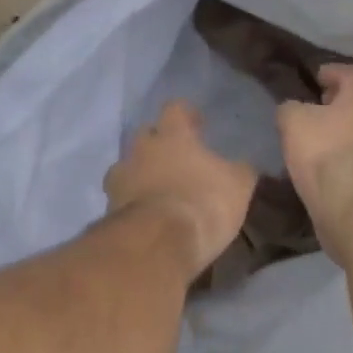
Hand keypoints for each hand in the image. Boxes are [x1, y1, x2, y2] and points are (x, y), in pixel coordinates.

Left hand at [104, 102, 256, 281]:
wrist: (158, 244)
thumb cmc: (204, 202)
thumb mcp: (238, 186)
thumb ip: (239, 170)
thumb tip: (244, 165)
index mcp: (172, 134)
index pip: (175, 108)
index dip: (187, 116)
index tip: (197, 126)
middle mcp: (141, 148)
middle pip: (146, 135)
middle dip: (159, 145)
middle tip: (177, 160)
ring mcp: (120, 178)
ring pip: (128, 166)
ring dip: (141, 174)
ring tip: (158, 191)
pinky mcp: (109, 208)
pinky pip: (122, 197)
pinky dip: (133, 203)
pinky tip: (148, 216)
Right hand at [277, 64, 352, 253]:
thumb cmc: (324, 151)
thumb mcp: (293, 121)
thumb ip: (290, 109)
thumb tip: (292, 110)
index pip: (350, 73)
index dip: (332, 71)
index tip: (315, 76)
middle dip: (337, 104)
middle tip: (313, 107)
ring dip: (340, 133)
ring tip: (313, 139)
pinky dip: (342, 158)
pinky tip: (323, 166)